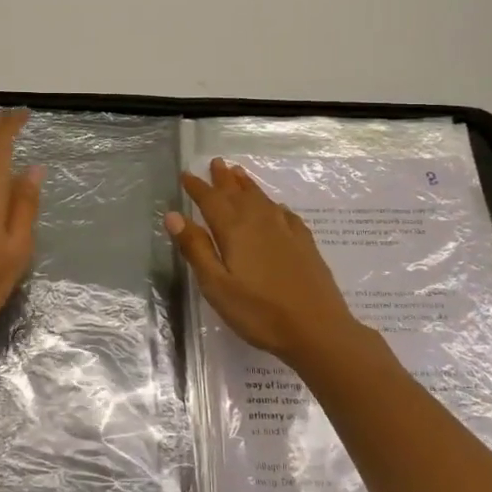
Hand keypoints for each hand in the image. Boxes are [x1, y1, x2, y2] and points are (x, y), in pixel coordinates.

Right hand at [165, 158, 363, 370]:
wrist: (317, 329)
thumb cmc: (259, 312)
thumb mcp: (216, 285)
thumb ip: (196, 248)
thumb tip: (174, 215)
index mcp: (234, 230)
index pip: (210, 200)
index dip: (197, 187)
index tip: (185, 174)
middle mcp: (259, 221)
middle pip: (237, 193)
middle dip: (223, 178)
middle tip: (215, 162)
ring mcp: (286, 230)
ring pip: (262, 198)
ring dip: (247, 185)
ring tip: (238, 173)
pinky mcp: (305, 243)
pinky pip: (284, 213)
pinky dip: (273, 204)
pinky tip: (276, 207)